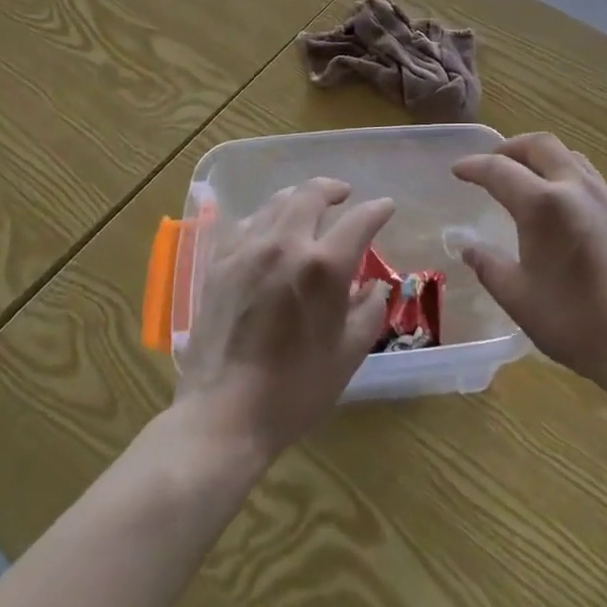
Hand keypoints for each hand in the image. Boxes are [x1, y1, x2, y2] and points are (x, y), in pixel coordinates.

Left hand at [174, 179, 393, 459]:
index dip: (378, 210)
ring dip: (300, 199)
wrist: (224, 416)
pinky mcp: (219, 264)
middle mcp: (286, 245)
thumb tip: (374, 285)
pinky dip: (265, 219)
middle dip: (334, 189)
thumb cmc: (296, 390)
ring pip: (277, 202)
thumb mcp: (350, 353)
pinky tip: (269, 231)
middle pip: (312, 194)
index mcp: (324, 267)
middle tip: (344, 195)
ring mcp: (247, 250)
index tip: (386, 208)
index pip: (359, 220)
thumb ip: (370, 309)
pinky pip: (246, 223)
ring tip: (309, 207)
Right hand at [451, 133, 606, 394]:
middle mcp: (573, 188)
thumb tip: (467, 247)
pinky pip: (587, 174)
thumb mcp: (518, 297)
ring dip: (539, 156)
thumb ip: (488, 265)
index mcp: (542, 205)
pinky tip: (558, 200)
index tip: (457, 170)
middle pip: (539, 145)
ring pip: (567, 154)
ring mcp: (603, 196)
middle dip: (509, 148)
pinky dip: (563, 171)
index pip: (499, 170)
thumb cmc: (573, 321)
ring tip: (524, 177)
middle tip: (491, 165)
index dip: (474, 166)